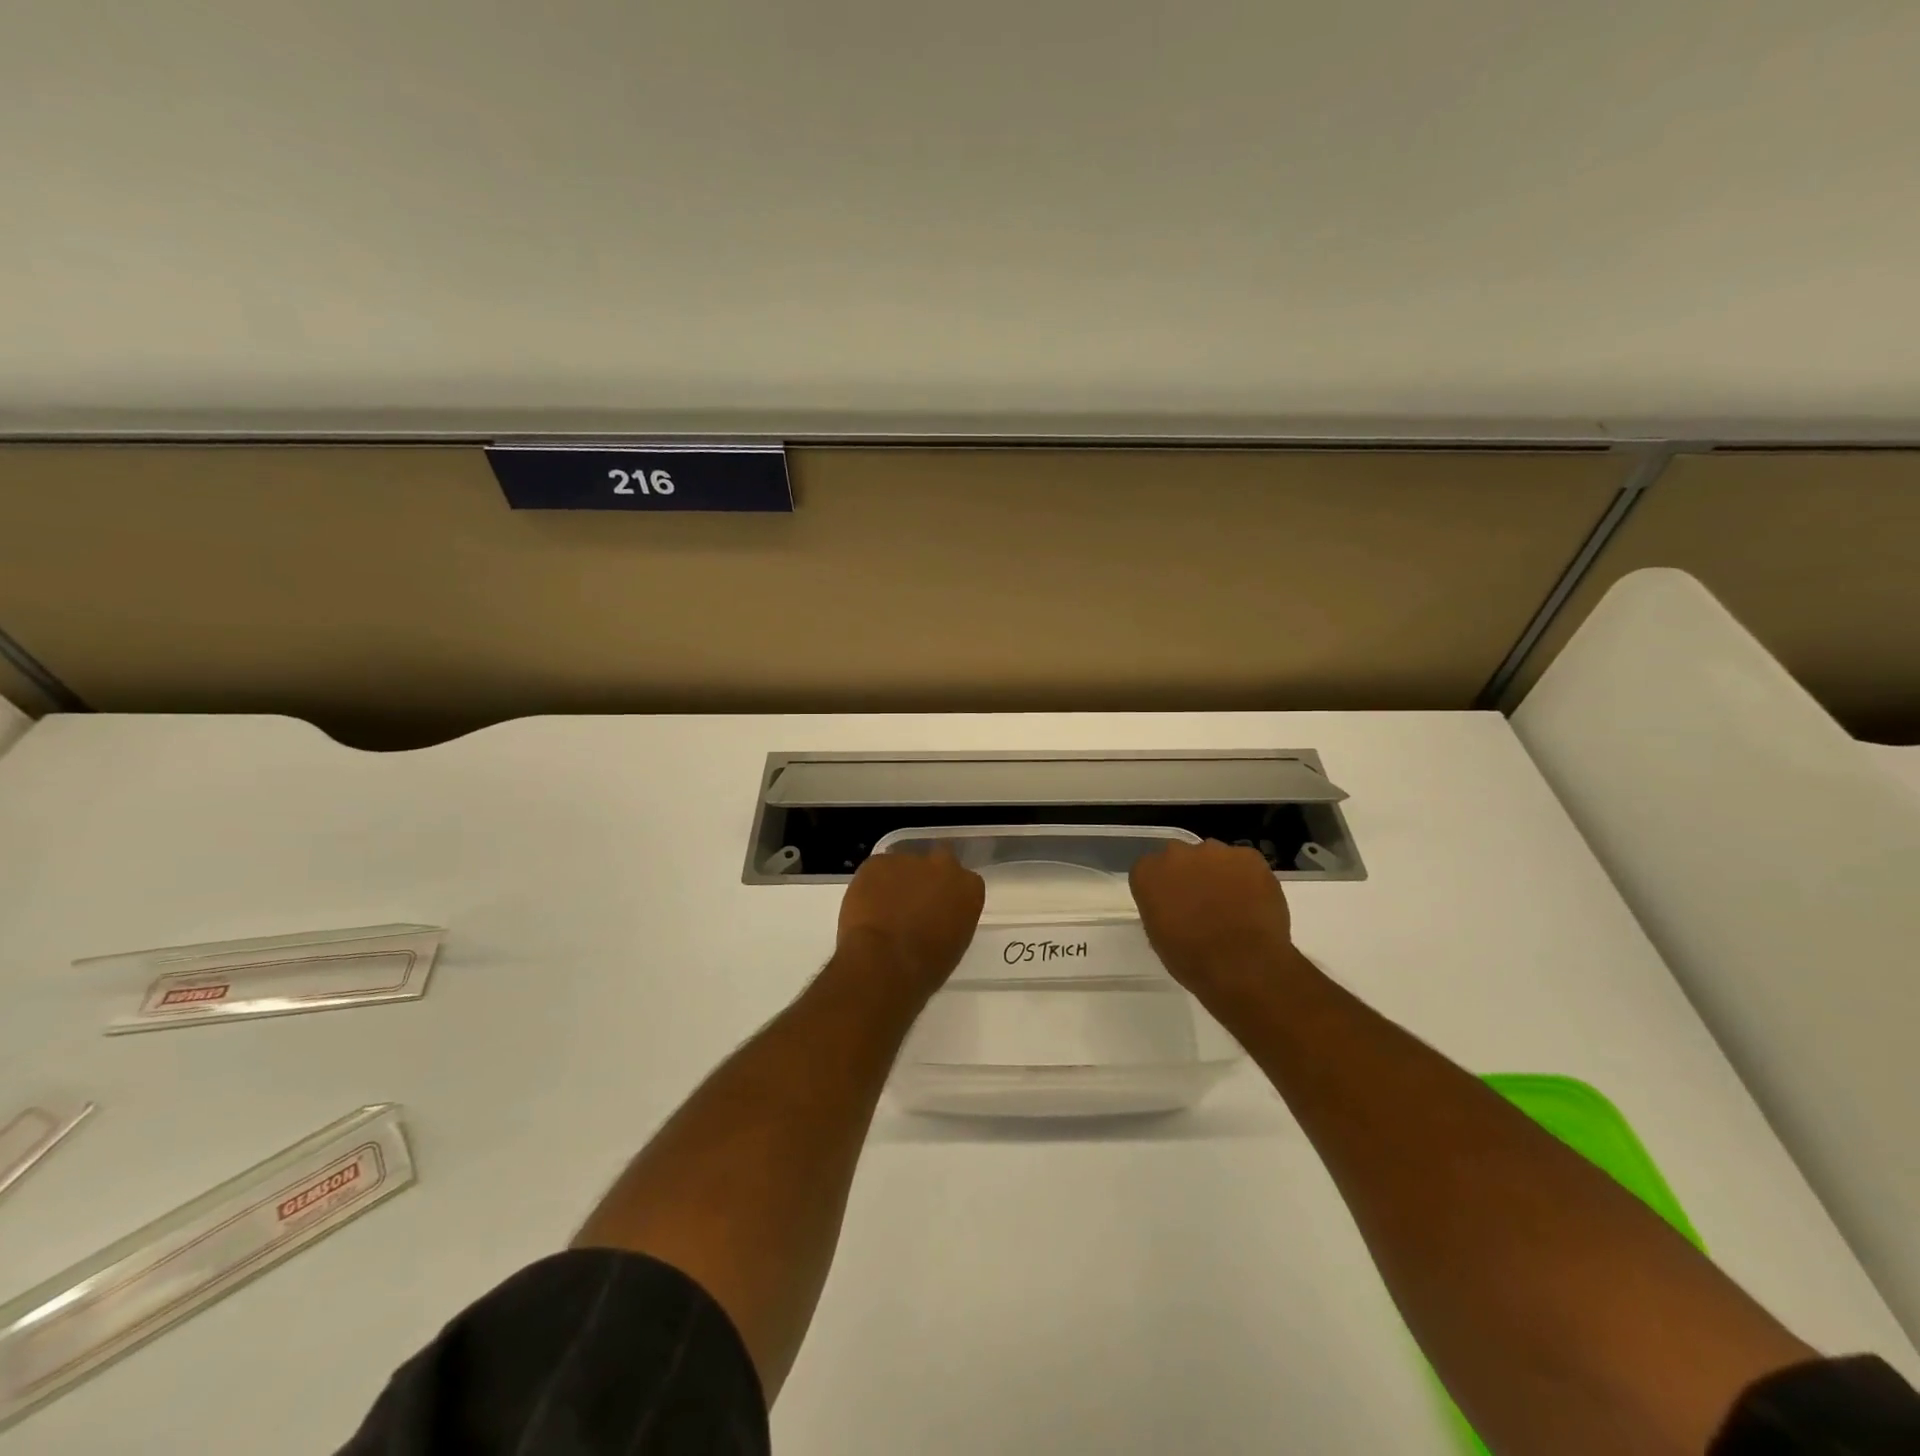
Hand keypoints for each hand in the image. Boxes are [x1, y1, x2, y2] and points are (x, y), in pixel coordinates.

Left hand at [835, 848, 985, 996]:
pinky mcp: (877, 862)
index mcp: (969, 889)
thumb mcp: (953, 945)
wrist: (884, 962)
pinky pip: (876, 870)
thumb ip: (949, 920)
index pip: (965, 883)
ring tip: (882, 911)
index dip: (949, 895)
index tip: (939, 910)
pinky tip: (866, 908)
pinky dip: (871, 885)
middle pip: (939, 861)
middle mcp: (943, 866)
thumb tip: (934, 919)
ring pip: (903, 866)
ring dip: (896, 882)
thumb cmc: (926, 967)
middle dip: (928, 877)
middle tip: (913, 902)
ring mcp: (909, 860)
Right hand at [1129, 839, 1302, 1002]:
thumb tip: (1174, 907)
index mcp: (1147, 874)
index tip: (1172, 905)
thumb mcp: (1159, 937)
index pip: (1149, 869)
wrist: (1246, 967)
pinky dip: (1247, 877)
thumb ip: (1160, 909)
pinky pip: (1244, 862)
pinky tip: (1254, 902)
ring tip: (1232, 903)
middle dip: (1188, 874)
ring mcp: (1214, 851)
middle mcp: (1176, 854)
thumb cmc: (1194, 961)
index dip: (1162, 887)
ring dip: (1217, 873)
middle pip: (1179, 857)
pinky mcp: (1248, 856)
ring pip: (1213, 856)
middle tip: (1202, 902)